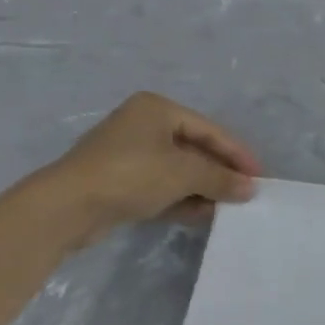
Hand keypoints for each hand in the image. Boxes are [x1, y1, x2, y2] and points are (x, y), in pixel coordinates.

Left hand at [18, 92, 261, 247]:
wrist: (65, 208)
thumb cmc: (131, 174)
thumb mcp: (185, 172)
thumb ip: (221, 178)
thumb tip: (250, 189)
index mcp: (157, 109)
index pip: (210, 130)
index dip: (237, 153)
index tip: (259, 176)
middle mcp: (142, 126)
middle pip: (195, 149)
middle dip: (220, 173)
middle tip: (245, 192)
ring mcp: (128, 155)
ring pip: (178, 171)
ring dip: (203, 189)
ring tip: (228, 207)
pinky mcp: (118, 183)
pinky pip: (161, 187)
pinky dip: (182, 199)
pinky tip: (203, 214)